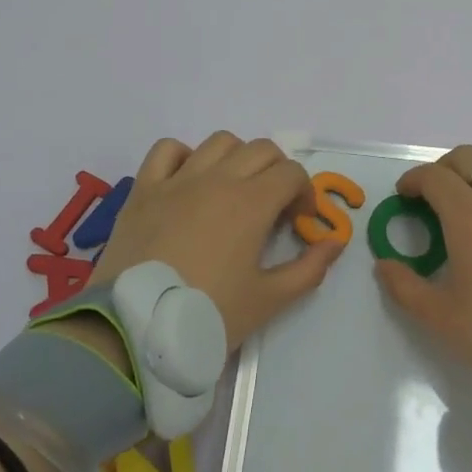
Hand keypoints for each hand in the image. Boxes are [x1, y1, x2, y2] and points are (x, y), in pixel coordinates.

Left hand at [91, 133, 342, 350]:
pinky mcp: (144, 189)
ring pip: (219, 142)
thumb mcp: (269, 300)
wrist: (135, 328)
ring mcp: (177, 180)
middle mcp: (217, 179)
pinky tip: (189, 181)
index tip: (298, 222)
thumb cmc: (208, 314)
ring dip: (237, 158)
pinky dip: (185, 155)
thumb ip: (310, 269)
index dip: (304, 193)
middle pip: (261, 149)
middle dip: (278, 172)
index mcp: (251, 203)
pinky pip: (167, 150)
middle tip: (273, 207)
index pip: (292, 173)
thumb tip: (336, 242)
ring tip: (234, 191)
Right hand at [374, 145, 471, 372]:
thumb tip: (384, 265)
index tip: (404, 196)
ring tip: (469, 199)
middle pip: (467, 157)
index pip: (434, 176)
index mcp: (470, 217)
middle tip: (431, 197)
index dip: (413, 180)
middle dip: (442, 169)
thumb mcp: (441, 317)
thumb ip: (404, 286)